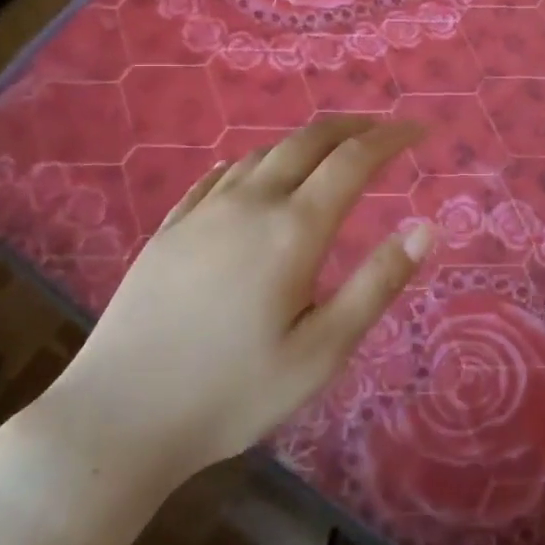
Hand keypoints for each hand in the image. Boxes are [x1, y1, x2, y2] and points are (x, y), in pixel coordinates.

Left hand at [27, 117, 431, 518]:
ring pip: (265, 153)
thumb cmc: (232, 392)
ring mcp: (203, 211)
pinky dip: (258, 163)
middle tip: (382, 130)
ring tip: (330, 155)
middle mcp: (250, 202)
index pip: (354, 160)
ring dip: (307, 143)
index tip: (419, 130)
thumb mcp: (322, 351)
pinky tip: (258, 177)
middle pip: (308, 140)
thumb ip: (377, 284)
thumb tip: (426, 228)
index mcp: (293, 228)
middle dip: (353, 126)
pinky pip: (222, 174)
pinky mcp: (171, 227)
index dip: (391, 137)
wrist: (117, 418)